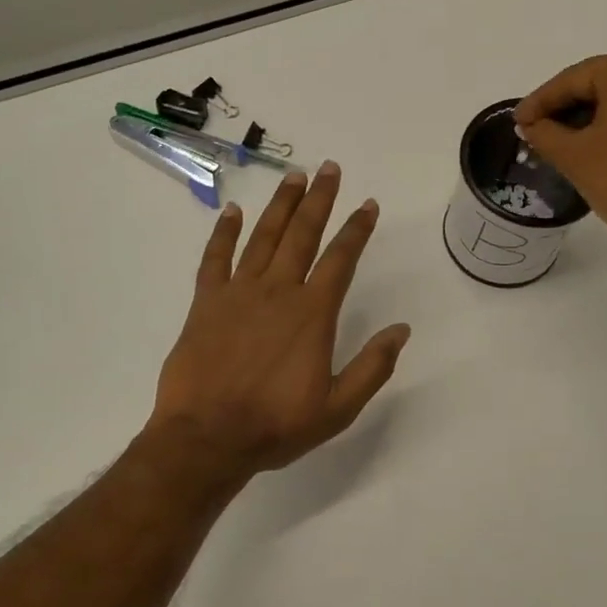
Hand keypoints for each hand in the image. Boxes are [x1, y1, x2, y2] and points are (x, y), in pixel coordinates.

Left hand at [149, 162, 411, 479]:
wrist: (208, 438)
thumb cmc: (277, 425)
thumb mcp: (339, 407)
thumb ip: (373, 366)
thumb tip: (401, 330)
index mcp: (313, 314)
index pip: (341, 259)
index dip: (357, 229)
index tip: (368, 205)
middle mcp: (278, 291)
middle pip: (303, 234)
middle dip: (320, 199)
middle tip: (329, 168)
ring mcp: (238, 293)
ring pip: (263, 237)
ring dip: (281, 205)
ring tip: (294, 177)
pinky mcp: (205, 303)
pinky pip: (215, 259)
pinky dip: (224, 233)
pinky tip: (233, 211)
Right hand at [514, 49, 606, 258]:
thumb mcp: (574, 156)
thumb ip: (544, 133)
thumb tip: (530, 125)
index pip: (571, 79)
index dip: (539, 102)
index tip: (516, 122)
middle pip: (595, 84)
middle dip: (562, 109)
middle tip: (533, 132)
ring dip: (584, 118)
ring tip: (556, 142)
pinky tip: (588, 145)